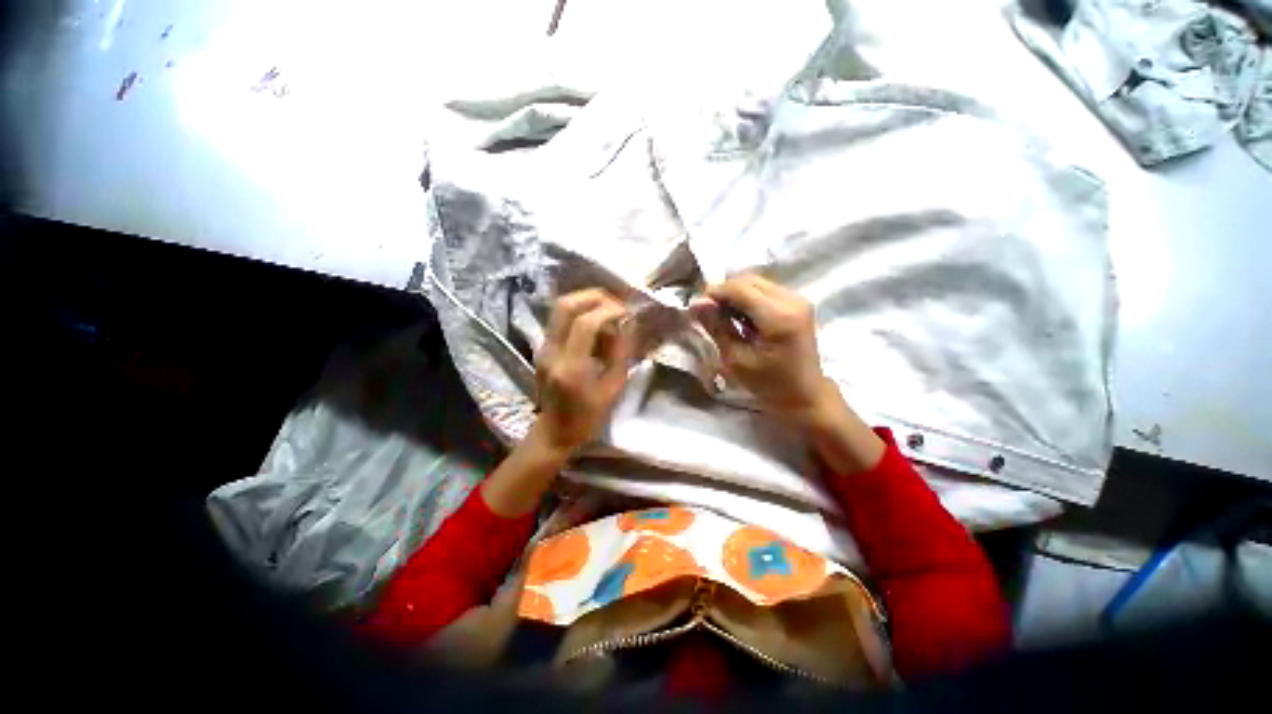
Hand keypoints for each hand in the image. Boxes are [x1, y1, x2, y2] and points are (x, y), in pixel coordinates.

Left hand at [532, 288, 631, 455]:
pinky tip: (597, 322)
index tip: (627, 310)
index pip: (585, 324)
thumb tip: (627, 325)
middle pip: (565, 306)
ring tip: (609, 308)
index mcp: (570, 368)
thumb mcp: (613, 389)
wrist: (554, 432)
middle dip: (594, 296)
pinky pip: (560, 319)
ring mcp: (543, 348)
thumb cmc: (588, 417)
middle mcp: (552, 352)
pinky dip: (580, 312)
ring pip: (559, 308)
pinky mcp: (543, 347)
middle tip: (616, 302)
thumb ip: (620, 354)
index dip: (608, 310)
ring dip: (586, 301)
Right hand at [693, 274, 835, 424]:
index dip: (714, 292)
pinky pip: (766, 290)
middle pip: (748, 280)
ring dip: (736, 294)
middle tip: (709, 312)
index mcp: (778, 317)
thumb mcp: (736, 359)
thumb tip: (696, 303)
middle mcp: (792, 300)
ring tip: (724, 316)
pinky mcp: (798, 303)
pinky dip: (749, 298)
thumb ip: (717, 327)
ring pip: (756, 282)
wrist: (805, 395)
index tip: (697, 307)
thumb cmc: (769, 384)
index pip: (740, 288)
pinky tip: (742, 317)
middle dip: (725, 292)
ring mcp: (798, 299)